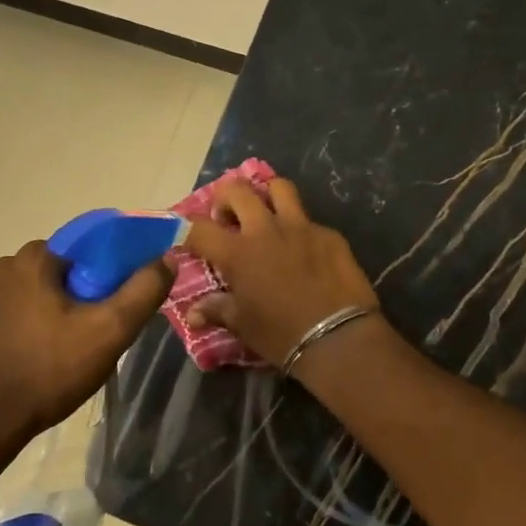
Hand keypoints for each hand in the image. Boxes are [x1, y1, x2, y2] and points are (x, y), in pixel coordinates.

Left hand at [0, 241, 170, 441]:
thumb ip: (143, 290)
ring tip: (91, 345)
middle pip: (74, 269)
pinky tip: (63, 354)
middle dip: (99, 292)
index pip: (94, 244)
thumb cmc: (48, 369)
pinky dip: (54, 323)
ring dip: (76, 310)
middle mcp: (9, 267)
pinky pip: (34, 310)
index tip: (136, 295)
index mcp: (34, 257)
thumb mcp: (109, 329)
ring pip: (54, 291)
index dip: (123, 265)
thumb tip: (168, 257)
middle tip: (115, 327)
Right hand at [184, 178, 380, 366]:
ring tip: (266, 213)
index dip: (187, 229)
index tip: (188, 237)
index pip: (199, 228)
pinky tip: (304, 250)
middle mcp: (266, 230)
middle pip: (237, 190)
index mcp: (238, 252)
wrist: (338, 338)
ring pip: (279, 188)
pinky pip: (309, 220)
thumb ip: (217, 310)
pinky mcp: (329, 234)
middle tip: (228, 218)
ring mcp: (301, 227)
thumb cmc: (281, 334)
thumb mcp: (243, 325)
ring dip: (266, 195)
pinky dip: (300, 229)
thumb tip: (192, 314)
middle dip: (226, 198)